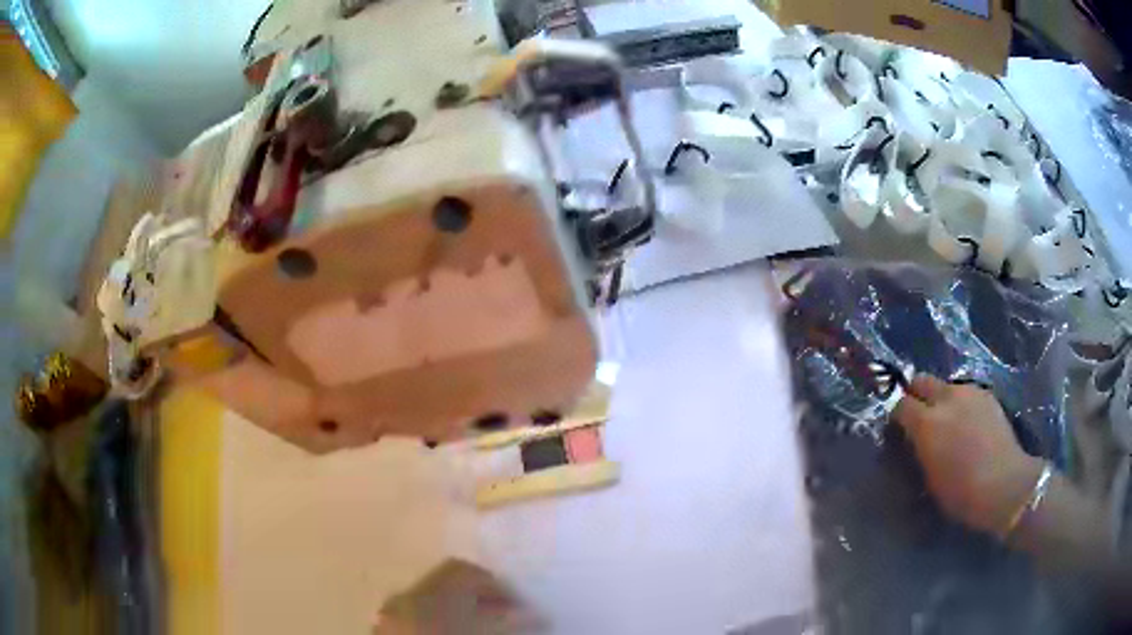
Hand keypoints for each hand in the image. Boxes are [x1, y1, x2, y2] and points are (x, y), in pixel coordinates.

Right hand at [893, 376, 1043, 536]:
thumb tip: (913, 438)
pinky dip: (961, 404)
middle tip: (919, 417)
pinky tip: (968, 425)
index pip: (900, 404)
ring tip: (948, 423)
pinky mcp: (987, 394)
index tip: (899, 429)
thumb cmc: (961, 493)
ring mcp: (969, 392)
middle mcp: (946, 399)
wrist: (1005, 483)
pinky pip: (966, 392)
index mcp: (926, 423)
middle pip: (921, 380)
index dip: (897, 415)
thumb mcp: (929, 477)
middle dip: (916, 394)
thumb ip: (919, 449)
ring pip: (945, 385)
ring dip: (941, 400)